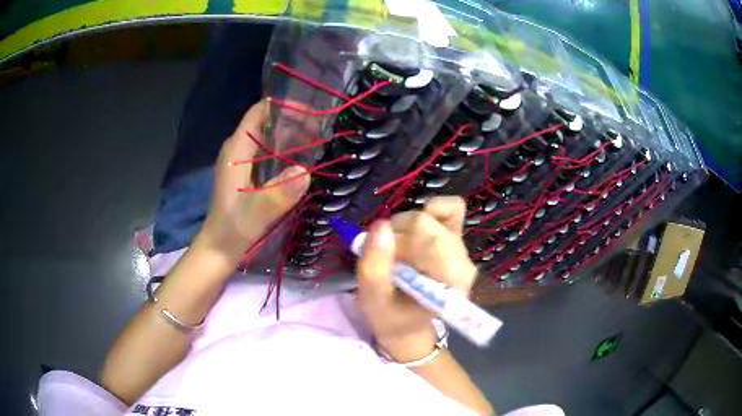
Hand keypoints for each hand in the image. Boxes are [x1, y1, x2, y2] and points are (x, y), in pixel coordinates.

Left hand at [197, 100, 310, 264]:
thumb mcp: (257, 211)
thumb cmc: (233, 227)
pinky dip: (284, 152)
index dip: (283, 106)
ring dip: (290, 136)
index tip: (310, 112)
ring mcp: (240, 162)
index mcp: (236, 150)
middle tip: (320, 130)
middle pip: (266, 123)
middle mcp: (237, 150)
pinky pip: (267, 154)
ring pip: (267, 138)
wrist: (219, 248)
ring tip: (317, 141)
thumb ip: (279, 192)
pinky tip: (301, 161)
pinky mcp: (245, 175)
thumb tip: (305, 171)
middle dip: (292, 121)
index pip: (258, 113)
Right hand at [357, 196, 477, 361]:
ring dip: (406, 226)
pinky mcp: (457, 238)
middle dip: (398, 233)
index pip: (427, 242)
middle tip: (384, 254)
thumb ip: (374, 267)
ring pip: (433, 216)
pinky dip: (431, 210)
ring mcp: (462, 249)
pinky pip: (452, 208)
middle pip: (428, 225)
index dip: (397, 242)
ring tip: (396, 249)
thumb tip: (380, 225)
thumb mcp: (373, 300)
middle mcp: (464, 263)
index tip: (381, 259)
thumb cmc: (391, 317)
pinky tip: (414, 228)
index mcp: (451, 283)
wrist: (409, 327)